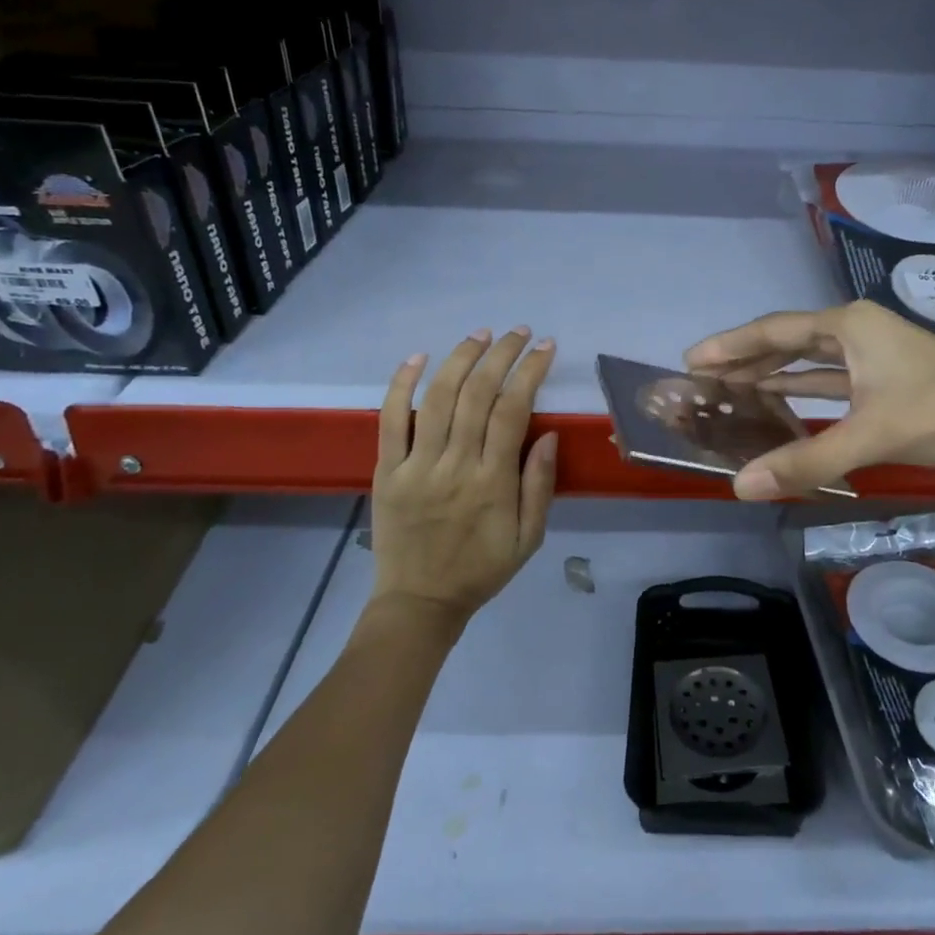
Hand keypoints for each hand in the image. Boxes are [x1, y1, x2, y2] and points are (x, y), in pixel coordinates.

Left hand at [369, 327, 558, 626]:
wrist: (420, 603)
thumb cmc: (482, 569)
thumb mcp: (529, 538)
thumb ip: (539, 485)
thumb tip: (547, 434)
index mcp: (493, 482)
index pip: (513, 411)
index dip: (530, 373)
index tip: (545, 348)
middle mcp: (455, 465)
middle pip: (477, 395)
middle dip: (501, 355)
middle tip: (517, 332)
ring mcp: (417, 466)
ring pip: (438, 398)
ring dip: (461, 359)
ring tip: (480, 335)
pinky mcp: (387, 471)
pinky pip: (390, 420)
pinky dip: (401, 385)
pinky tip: (418, 357)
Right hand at [684, 300, 934, 498]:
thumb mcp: (872, 436)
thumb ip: (807, 461)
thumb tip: (741, 485)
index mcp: (849, 325)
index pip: (775, 331)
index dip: (731, 345)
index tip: (692, 359)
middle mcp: (856, 330)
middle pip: (787, 341)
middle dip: (746, 358)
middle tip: (702, 378)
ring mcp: (871, 353)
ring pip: (808, 360)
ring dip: (771, 374)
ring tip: (729, 389)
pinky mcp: (882, 377)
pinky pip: (828, 379)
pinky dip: (801, 390)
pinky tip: (777, 401)